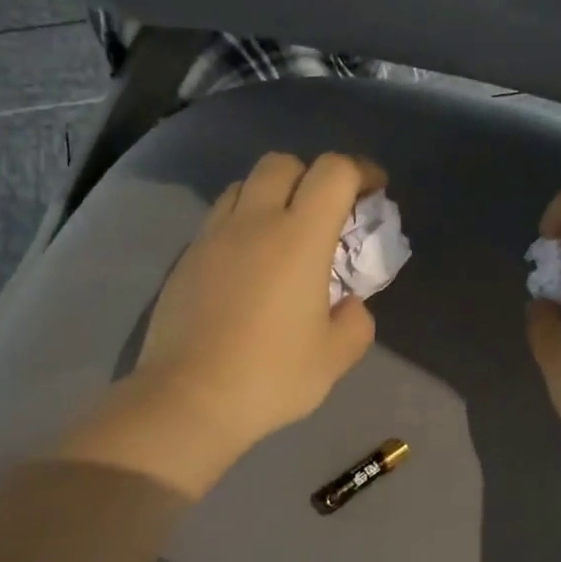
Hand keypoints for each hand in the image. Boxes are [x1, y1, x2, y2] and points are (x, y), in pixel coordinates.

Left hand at [58, 152, 384, 494]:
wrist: (189, 398)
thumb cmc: (271, 377)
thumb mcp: (335, 357)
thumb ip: (356, 321)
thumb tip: (347, 304)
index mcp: (299, 238)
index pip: (334, 171)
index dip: (361, 170)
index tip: (374, 191)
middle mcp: (253, 222)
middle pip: (283, 163)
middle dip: (312, 175)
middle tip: (326, 213)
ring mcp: (213, 236)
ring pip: (244, 185)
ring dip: (272, 195)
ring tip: (284, 233)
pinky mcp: (186, 258)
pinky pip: (219, 218)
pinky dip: (242, 222)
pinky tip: (248, 263)